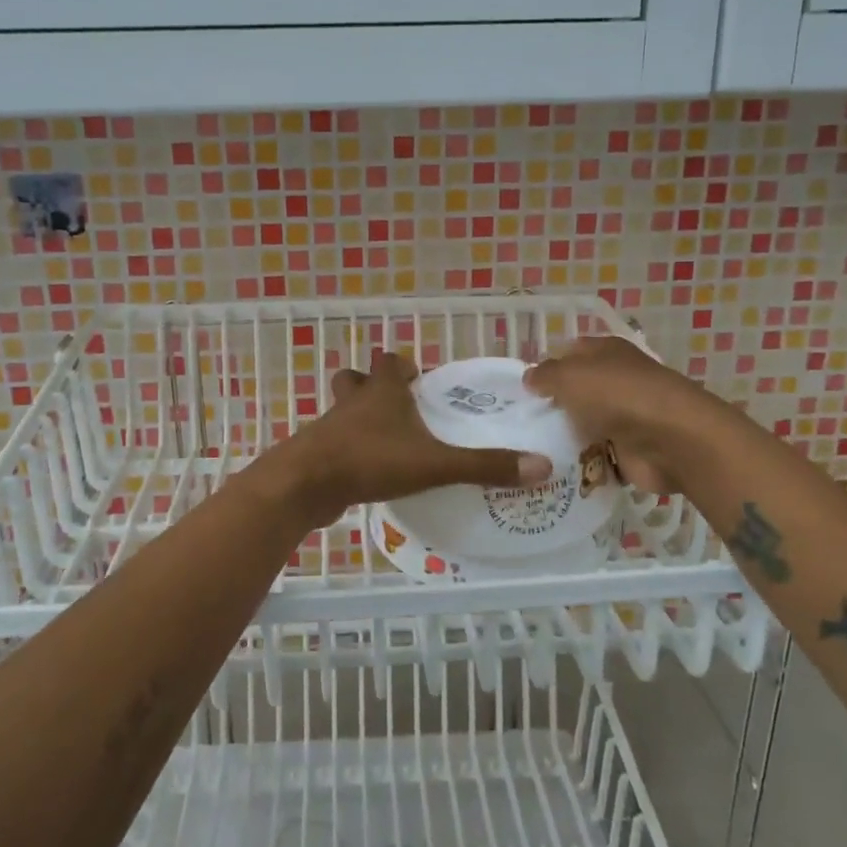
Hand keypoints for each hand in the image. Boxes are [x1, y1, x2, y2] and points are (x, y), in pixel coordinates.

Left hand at [280, 351, 552, 527]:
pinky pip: (333, 446)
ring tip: (387, 443)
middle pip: (356, 380)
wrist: (305, 485)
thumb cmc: (370, 460)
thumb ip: (484, 466)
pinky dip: (349, 452)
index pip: (388, 361)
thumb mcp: (434, 463)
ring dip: (359, 421)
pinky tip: (368, 475)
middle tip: (400, 409)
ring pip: (342, 413)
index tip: (418, 379)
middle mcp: (352, 403)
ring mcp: (330, 429)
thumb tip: (541, 466)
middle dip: (374, 388)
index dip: (402, 366)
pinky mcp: (317, 456)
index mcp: (381, 393)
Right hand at [524, 336, 709, 493]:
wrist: (671, 441)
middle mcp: (617, 381)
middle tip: (516, 424)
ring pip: (583, 425)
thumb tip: (529, 378)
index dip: (544, 368)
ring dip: (563, 437)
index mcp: (606, 352)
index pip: (567, 353)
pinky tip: (553, 470)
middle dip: (550, 406)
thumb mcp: (569, 375)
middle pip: (574, 392)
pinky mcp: (630, 451)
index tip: (518, 390)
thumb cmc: (617, 396)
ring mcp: (625, 417)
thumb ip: (544, 375)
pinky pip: (596, 456)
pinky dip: (581, 464)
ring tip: (527, 451)